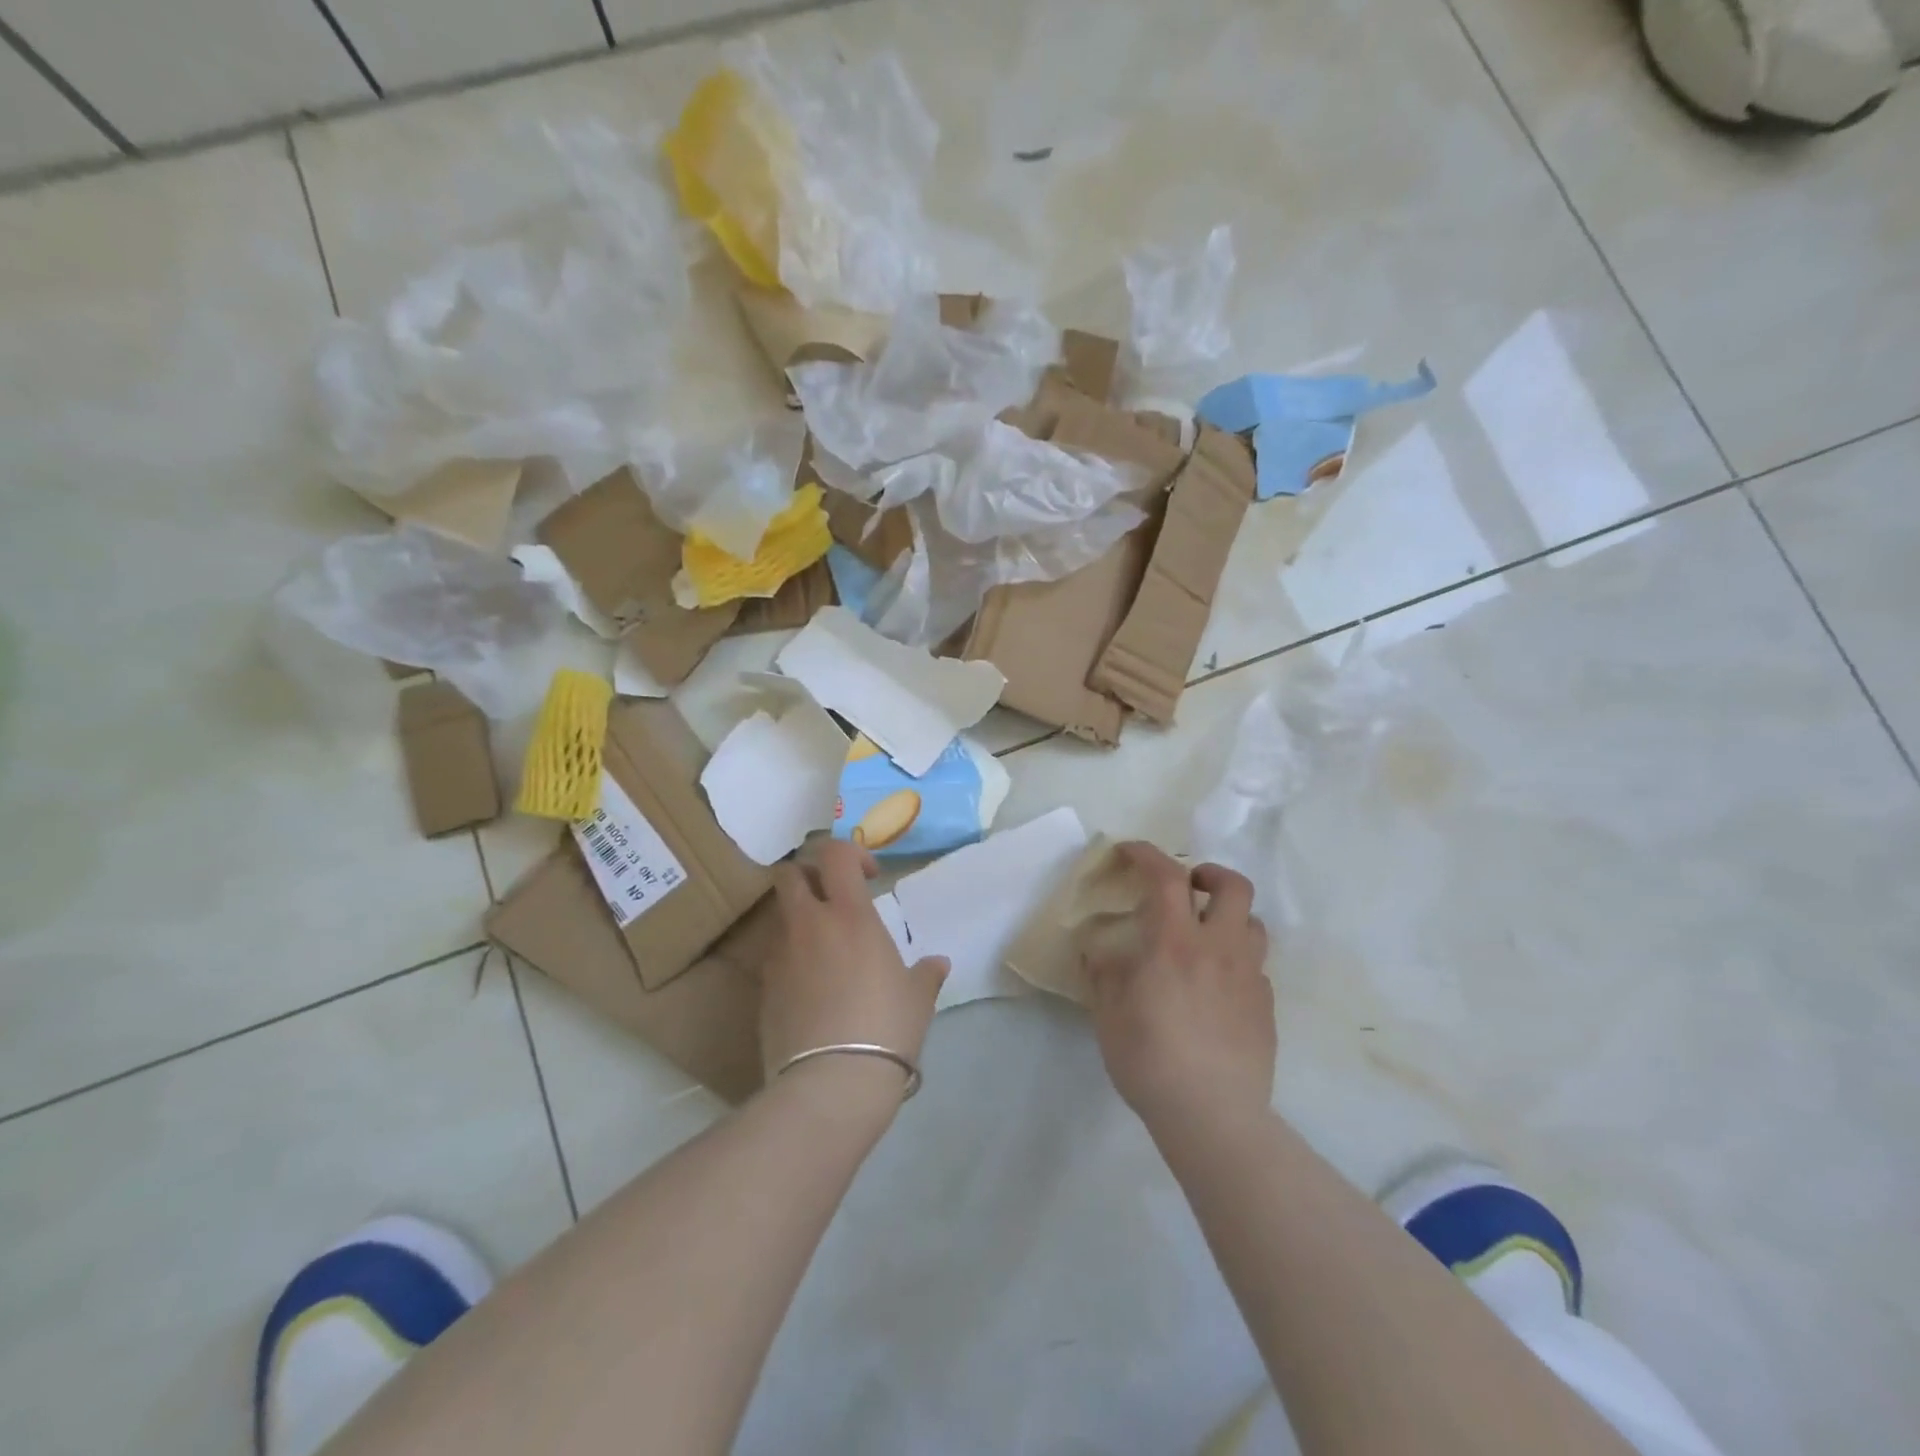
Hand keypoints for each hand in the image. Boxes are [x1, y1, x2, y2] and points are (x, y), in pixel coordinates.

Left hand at [760, 839, 948, 1097]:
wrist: (831, 1083)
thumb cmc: (885, 1028)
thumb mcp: (917, 998)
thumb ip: (926, 974)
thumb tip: (937, 964)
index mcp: (849, 915)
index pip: (835, 854)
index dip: (850, 853)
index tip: (870, 877)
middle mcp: (808, 925)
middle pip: (790, 874)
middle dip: (809, 876)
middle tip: (834, 900)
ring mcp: (780, 955)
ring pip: (781, 915)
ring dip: (800, 918)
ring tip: (824, 948)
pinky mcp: (763, 988)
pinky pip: (775, 956)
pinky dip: (791, 957)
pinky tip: (812, 986)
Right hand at [1085, 842, 1274, 1134]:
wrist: (1213, 1116)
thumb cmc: (1150, 1060)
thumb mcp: (1108, 1014)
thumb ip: (1104, 973)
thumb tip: (1098, 950)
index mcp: (1175, 943)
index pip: (1166, 876)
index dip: (1147, 854)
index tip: (1130, 852)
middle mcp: (1219, 948)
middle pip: (1233, 885)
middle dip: (1208, 874)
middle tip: (1187, 887)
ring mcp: (1249, 977)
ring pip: (1253, 923)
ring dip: (1229, 916)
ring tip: (1205, 936)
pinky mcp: (1266, 1007)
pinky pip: (1256, 967)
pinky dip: (1236, 961)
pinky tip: (1217, 988)